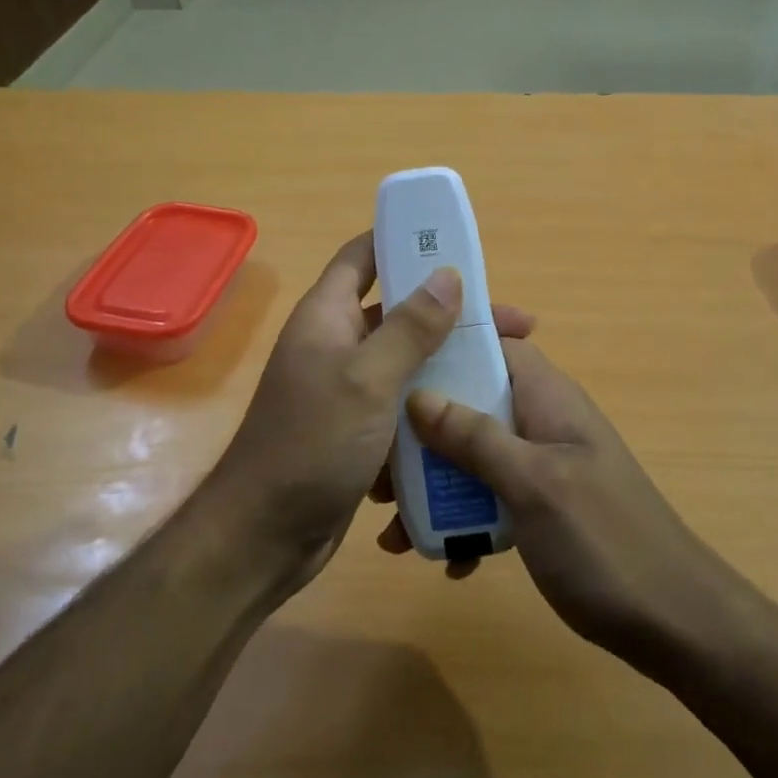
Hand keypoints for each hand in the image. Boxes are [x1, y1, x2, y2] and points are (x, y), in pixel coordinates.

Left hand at [206, 232, 535, 596]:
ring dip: (449, 365)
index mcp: (326, 317)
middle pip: (398, 312)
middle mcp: (335, 345)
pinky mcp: (358, 430)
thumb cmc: (313, 444)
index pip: (362, 257)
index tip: (456, 244)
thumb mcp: (367, 379)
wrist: (265, 536)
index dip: (402, 241)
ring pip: (407, 363)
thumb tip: (447, 274)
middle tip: (512, 326)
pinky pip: (403, 405)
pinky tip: (475, 418)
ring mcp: (346, 390)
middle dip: (451, 315)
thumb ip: (409, 327)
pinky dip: (433, 406)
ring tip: (506, 373)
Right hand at [384, 341, 733, 670]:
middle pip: (470, 403)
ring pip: (472, 455)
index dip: (448, 343)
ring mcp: (541, 466)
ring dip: (434, 484)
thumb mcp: (534, 484)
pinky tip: (446, 560)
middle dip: (421, 431)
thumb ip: (476, 437)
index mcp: (547, 398)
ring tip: (393, 525)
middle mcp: (541, 422)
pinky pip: (488, 499)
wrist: (675, 624)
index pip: (495, 343)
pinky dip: (463, 522)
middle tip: (380, 468)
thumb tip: (417, 395)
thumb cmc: (605, 541)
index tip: (396, 361)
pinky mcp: (540, 508)